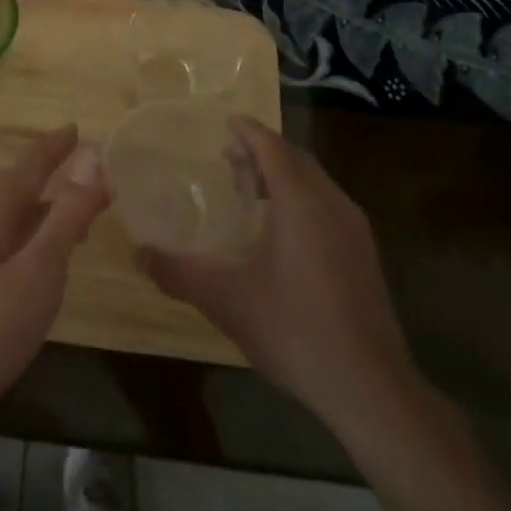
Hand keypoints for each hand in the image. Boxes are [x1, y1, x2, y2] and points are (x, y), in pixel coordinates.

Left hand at [0, 126, 107, 428]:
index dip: (53, 146)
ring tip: (82, 214)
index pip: (28, 166)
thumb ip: (67, 217)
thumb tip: (93, 160)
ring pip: (16, 217)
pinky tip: (48, 261)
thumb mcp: (38, 271)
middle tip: (90, 171)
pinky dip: (37, 237)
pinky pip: (11, 243)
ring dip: (48, 208)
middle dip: (53, 174)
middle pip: (20, 188)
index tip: (76, 128)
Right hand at [140, 116, 411, 431]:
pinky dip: (301, 199)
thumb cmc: (294, 329)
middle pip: (296, 160)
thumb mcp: (225, 299)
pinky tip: (281, 232)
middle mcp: (332, 205)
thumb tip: (139, 253)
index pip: (272, 147)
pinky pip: (327, 206)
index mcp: (302, 202)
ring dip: (283, 176)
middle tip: (229, 158)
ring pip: (315, 184)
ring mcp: (355, 231)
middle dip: (263, 151)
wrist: (370, 389)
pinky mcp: (364, 257)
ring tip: (251, 190)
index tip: (226, 121)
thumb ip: (179, 272)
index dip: (249, 131)